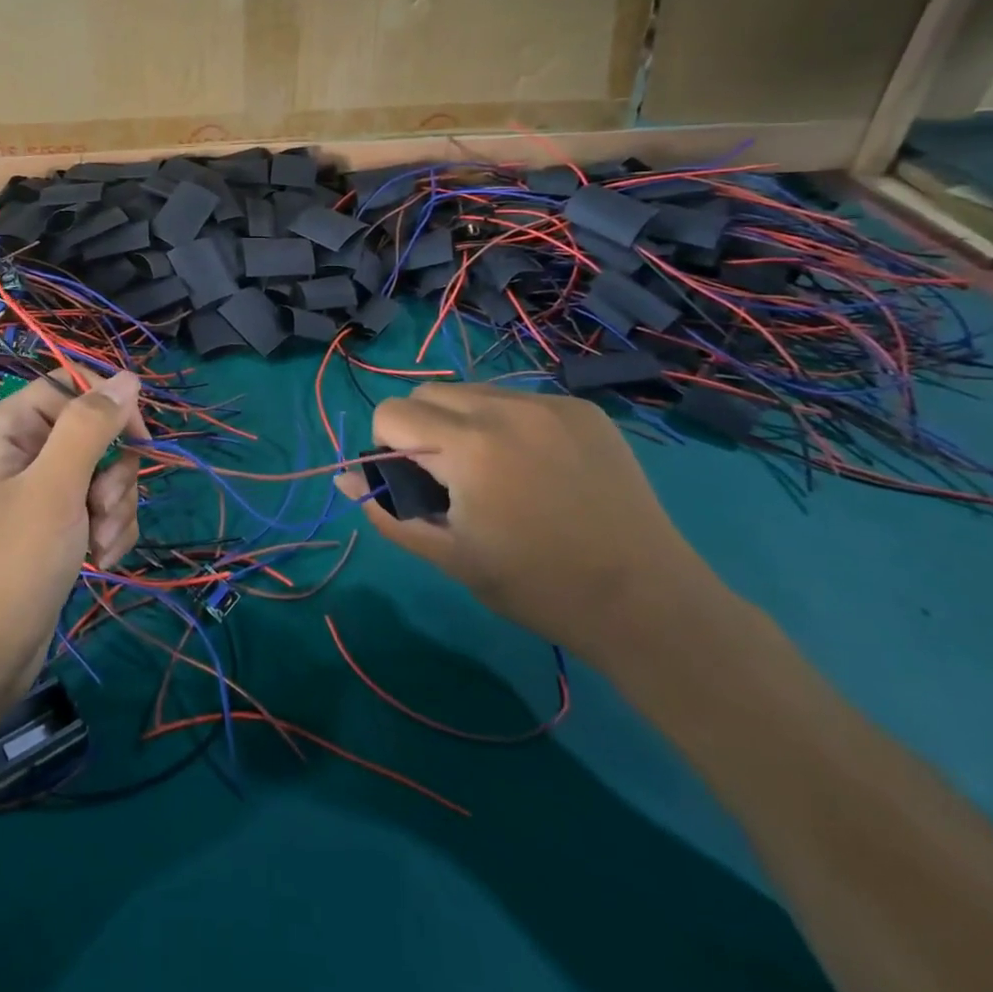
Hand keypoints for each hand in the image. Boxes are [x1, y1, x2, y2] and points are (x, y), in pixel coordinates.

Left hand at [0, 371, 145, 709]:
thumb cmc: (10, 567)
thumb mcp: (55, 489)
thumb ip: (90, 426)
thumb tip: (127, 377)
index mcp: (2, 429)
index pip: (70, 389)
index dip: (109, 410)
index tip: (140, 443)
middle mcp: (16, 452)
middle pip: (92, 434)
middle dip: (111, 476)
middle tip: (101, 512)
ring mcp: (33, 491)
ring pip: (102, 473)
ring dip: (114, 510)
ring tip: (97, 547)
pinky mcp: (49, 525)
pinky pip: (96, 507)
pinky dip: (106, 532)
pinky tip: (98, 561)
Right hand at [336, 383, 715, 662]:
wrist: (646, 600)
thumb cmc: (537, 586)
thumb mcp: (450, 557)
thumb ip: (389, 511)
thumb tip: (346, 478)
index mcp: (467, 446)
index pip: (391, 412)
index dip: (387, 448)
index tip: (414, 484)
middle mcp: (504, 408)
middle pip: (427, 392)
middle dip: (419, 427)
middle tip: (448, 478)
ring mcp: (549, 404)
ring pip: (472, 391)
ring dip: (461, 421)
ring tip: (493, 471)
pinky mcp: (582, 410)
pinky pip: (518, 400)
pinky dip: (505, 423)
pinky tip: (535, 467)